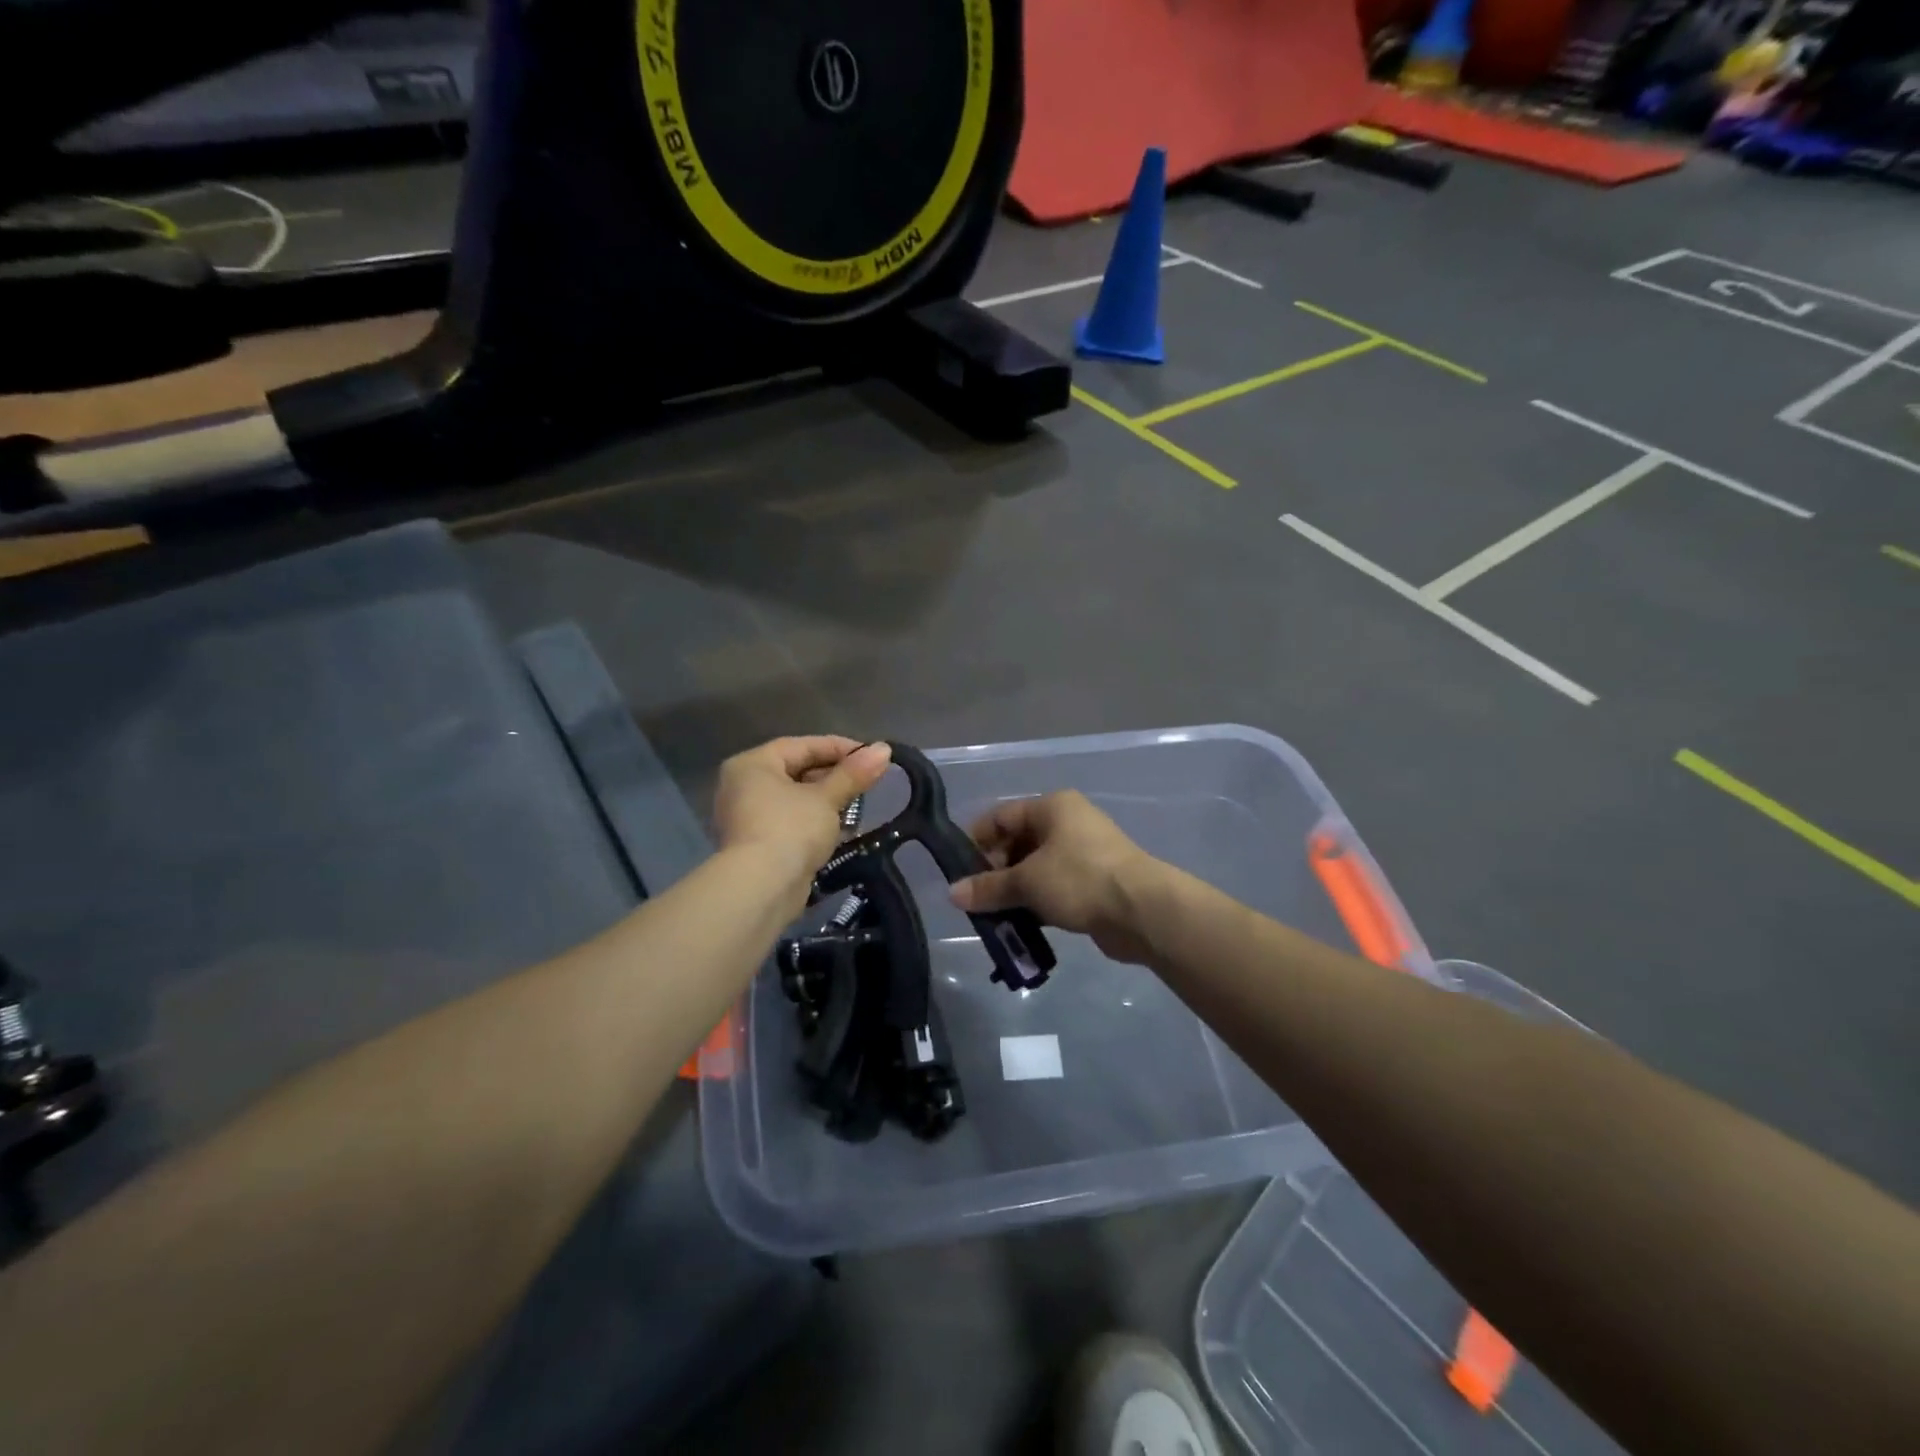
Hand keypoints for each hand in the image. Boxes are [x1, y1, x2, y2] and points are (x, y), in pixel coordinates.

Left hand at [713, 737, 892, 883]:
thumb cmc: (791, 829)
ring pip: (795, 799)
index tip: (871, 756)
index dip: (840, 748)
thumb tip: (884, 749)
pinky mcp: (757, 845)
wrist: (761, 888)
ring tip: (859, 805)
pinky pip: (791, 822)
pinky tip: (841, 829)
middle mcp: (744, 786)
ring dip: (827, 801)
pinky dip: (815, 822)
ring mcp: (747, 817)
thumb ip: (854, 773)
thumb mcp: (827, 798)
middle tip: (868, 781)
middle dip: (835, 776)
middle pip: (797, 771)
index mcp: (753, 764)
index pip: (802, 745)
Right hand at [950, 791, 1161, 963]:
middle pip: (1018, 842)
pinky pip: (1055, 887)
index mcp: (1052, 807)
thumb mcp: (1027, 882)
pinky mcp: (1094, 882)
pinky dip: (1037, 903)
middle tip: (976, 900)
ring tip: (994, 917)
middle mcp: (1068, 823)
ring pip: (1036, 869)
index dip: (976, 841)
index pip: (1001, 816)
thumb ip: (988, 887)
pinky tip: (1021, 925)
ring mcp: (1084, 853)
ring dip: (1015, 891)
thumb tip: (952, 894)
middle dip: (995, 872)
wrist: (1142, 911)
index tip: (958, 871)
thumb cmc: (1079, 880)